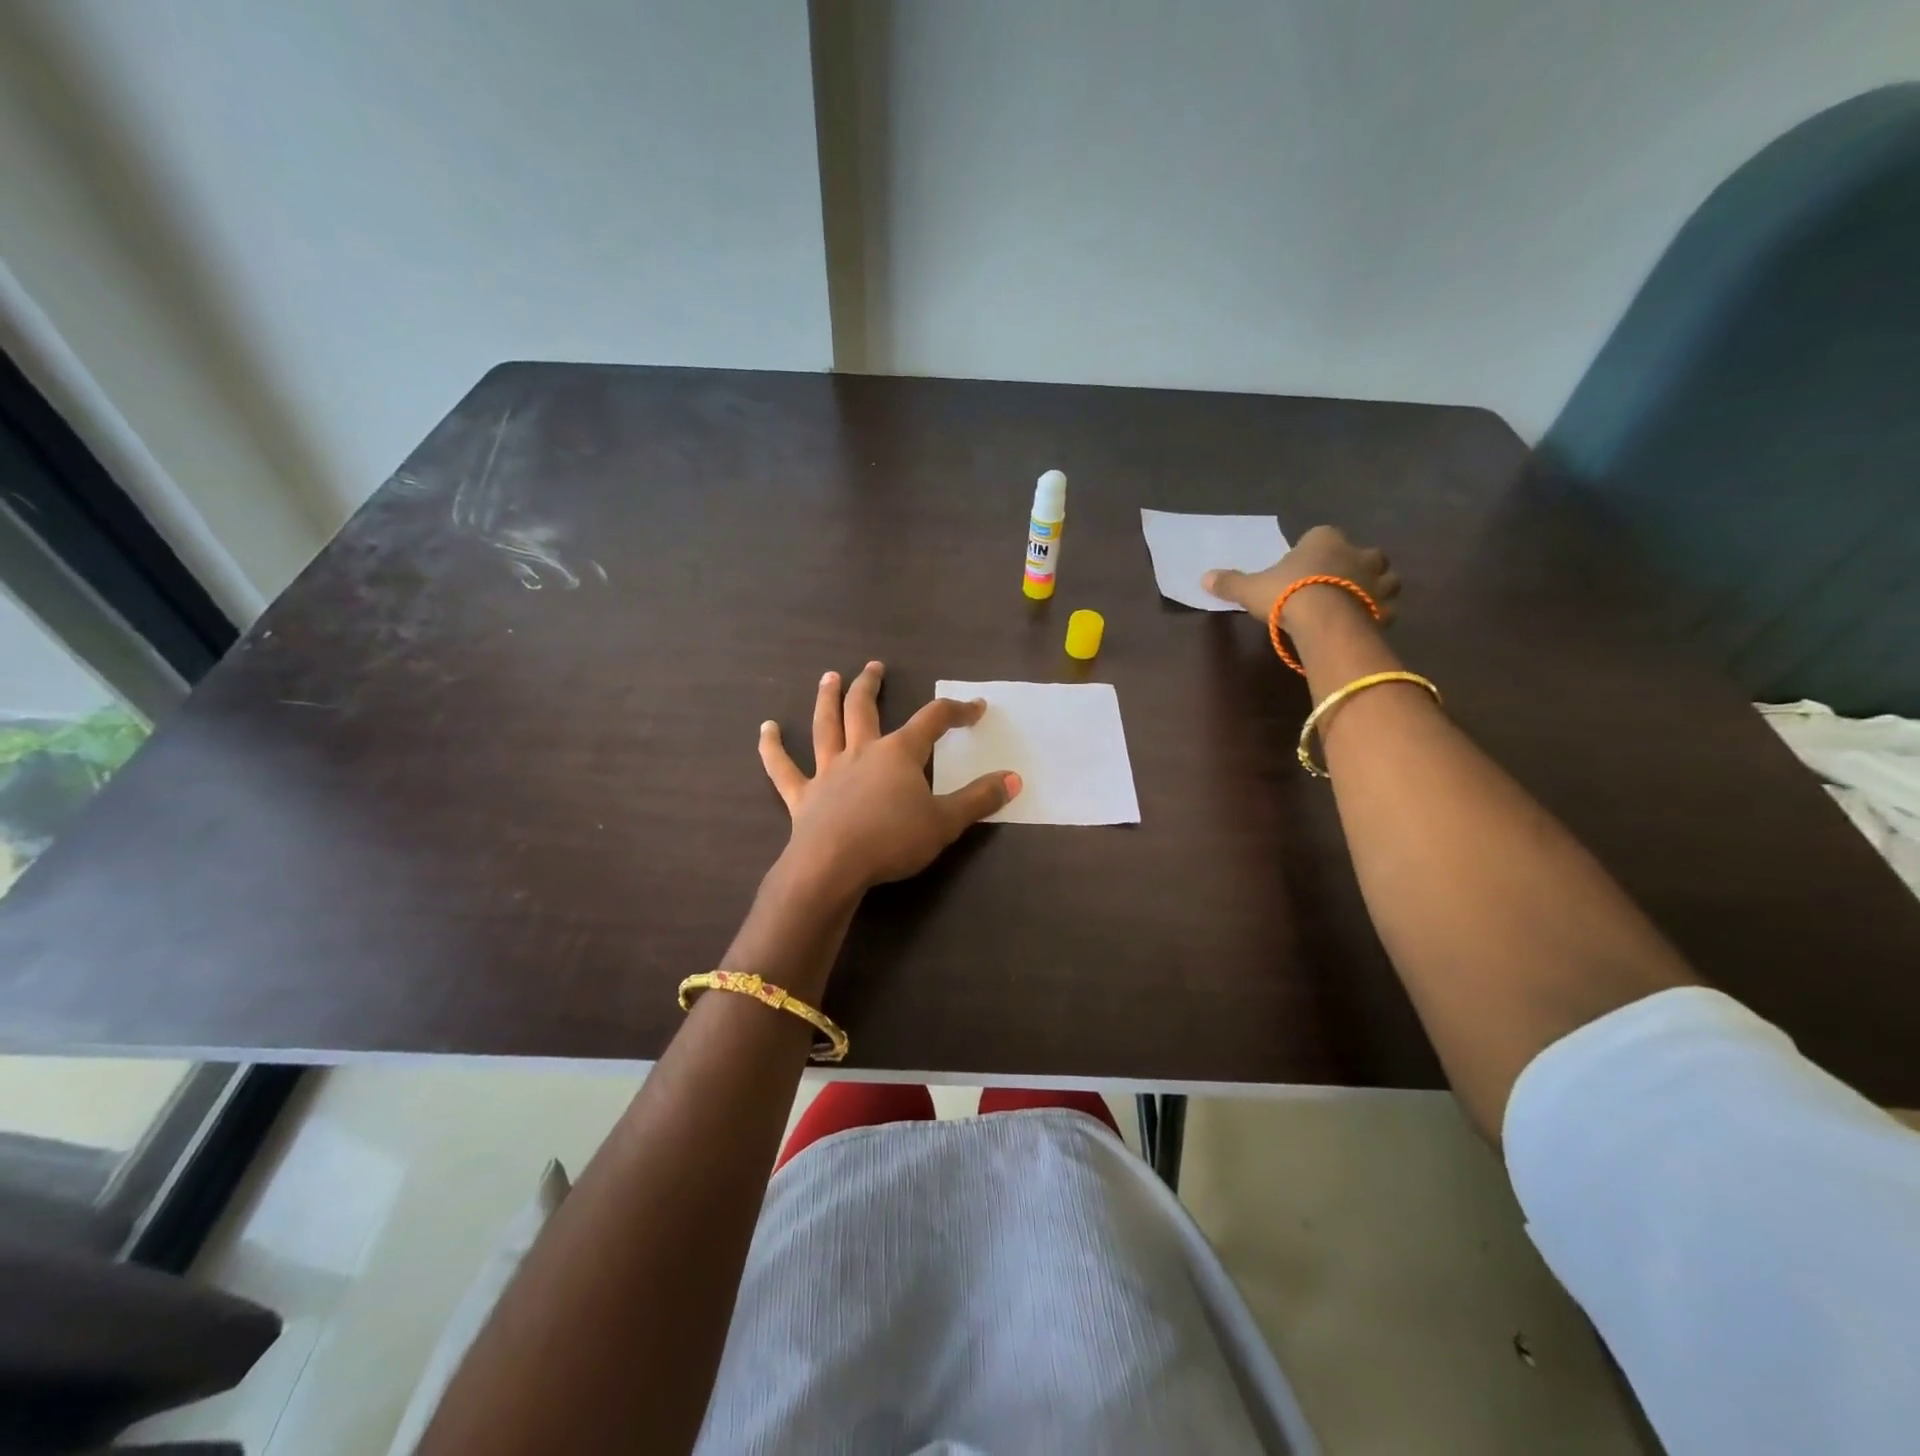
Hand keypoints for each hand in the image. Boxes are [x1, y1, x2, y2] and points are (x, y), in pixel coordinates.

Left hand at [758, 661, 1020, 894]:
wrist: (834, 866)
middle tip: (873, 667)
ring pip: (826, 727)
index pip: (933, 721)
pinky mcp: (802, 796)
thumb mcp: (946, 822)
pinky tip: (765, 729)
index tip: (975, 707)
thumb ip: (979, 799)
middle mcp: (862, 752)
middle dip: (871, 685)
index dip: (956, 711)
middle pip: (865, 709)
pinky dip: (772, 748)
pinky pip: (783, 768)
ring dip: (827, 699)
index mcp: (899, 753)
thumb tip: (1014, 778)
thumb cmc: (893, 841)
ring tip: (829, 677)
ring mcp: (828, 771)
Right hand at [1201, 525, 1400, 625]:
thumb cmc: (1287, 593)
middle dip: (1358, 565)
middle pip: (1366, 553)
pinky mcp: (1383, 608)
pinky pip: (1386, 610)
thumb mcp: (1250, 588)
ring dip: (1377, 588)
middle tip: (1340, 582)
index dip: (1316, 549)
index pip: (1323, 535)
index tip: (1306, 565)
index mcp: (1324, 540)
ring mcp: (1375, 581)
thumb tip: (1204, 577)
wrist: (1323, 619)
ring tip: (1359, 602)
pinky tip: (1365, 625)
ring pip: (1387, 579)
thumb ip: (1231, 583)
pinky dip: (1379, 616)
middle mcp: (1356, 553)